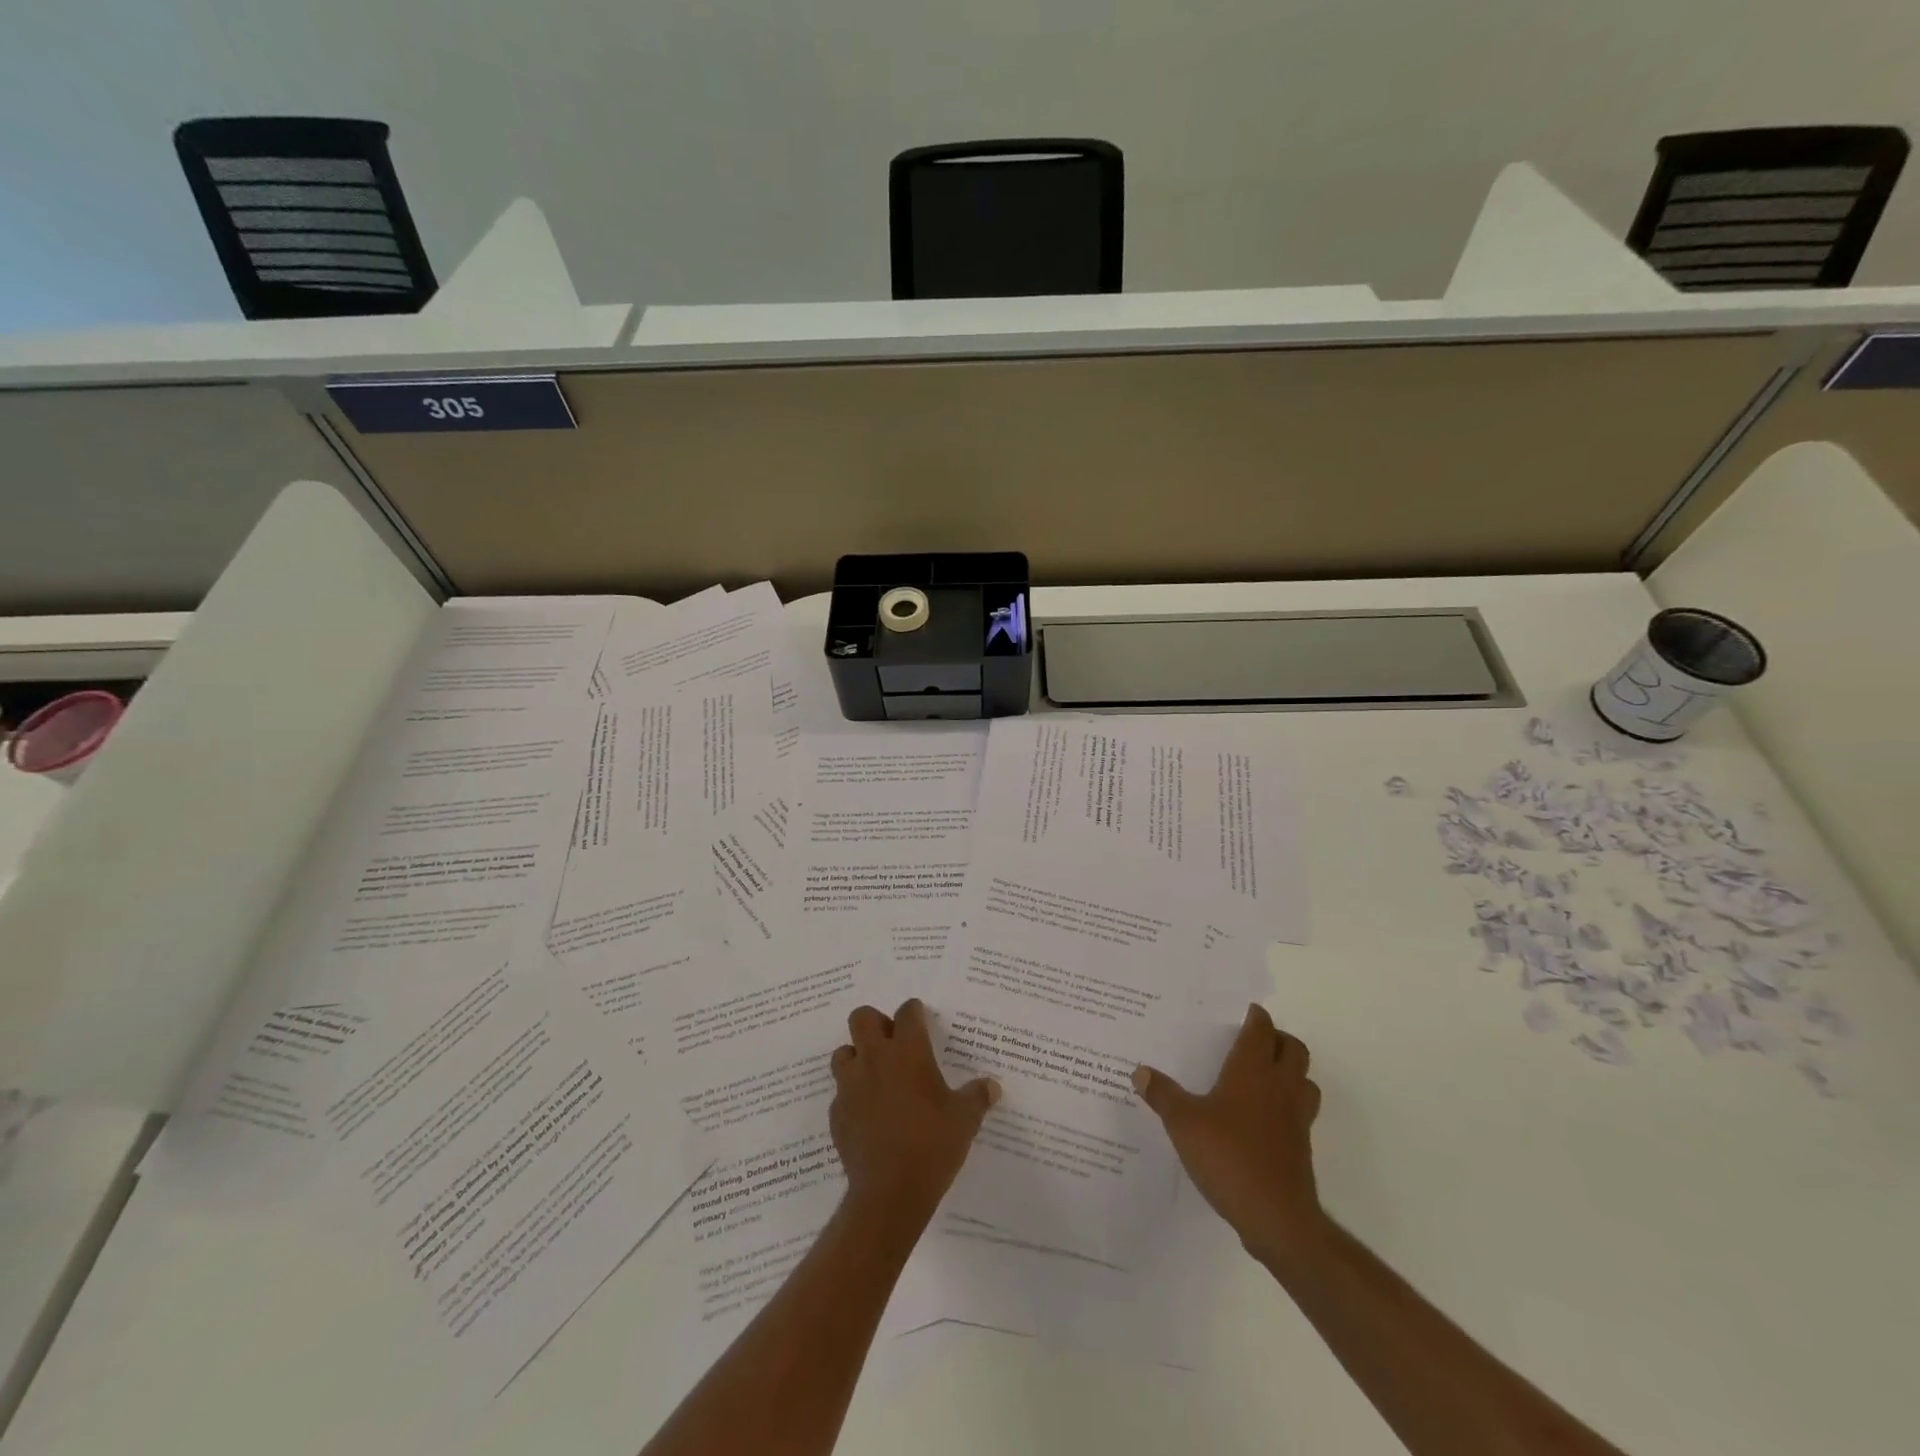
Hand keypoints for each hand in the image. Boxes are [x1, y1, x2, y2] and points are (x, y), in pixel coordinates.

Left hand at [829, 999, 999, 1231]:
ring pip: (843, 1052)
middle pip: (862, 1018)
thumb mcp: (965, 1120)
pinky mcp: (837, 1114)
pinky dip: (853, 1095)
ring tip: (876, 1076)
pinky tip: (868, 1114)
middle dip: (876, 1023)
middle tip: (893, 1042)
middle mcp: (875, 1059)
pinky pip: (841, 1092)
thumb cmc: (932, 1145)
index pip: (907, 1012)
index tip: (920, 1019)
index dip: (914, 1012)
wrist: (889, 1193)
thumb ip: (977, 1097)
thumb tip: (992, 1086)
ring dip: (857, 1057)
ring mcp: (851, 1086)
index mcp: (908, 1052)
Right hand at [1133, 1003, 1325, 1266]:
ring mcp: (1296, 1118)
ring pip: (1304, 1080)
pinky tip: (1261, 1119)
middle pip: (1294, 1049)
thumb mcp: (1183, 1123)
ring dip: (1290, 1072)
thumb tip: (1140, 1071)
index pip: (1262, 1029)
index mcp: (1253, 1070)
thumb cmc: (1228, 1156)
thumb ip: (1162, 1095)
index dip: (1255, 1017)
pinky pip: (1300, 1112)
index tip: (1243, 1012)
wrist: (1277, 1217)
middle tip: (1253, 1041)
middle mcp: (1280, 1087)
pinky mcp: (1301, 1148)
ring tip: (1262, 1077)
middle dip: (1277, 1039)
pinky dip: (1287, 1105)